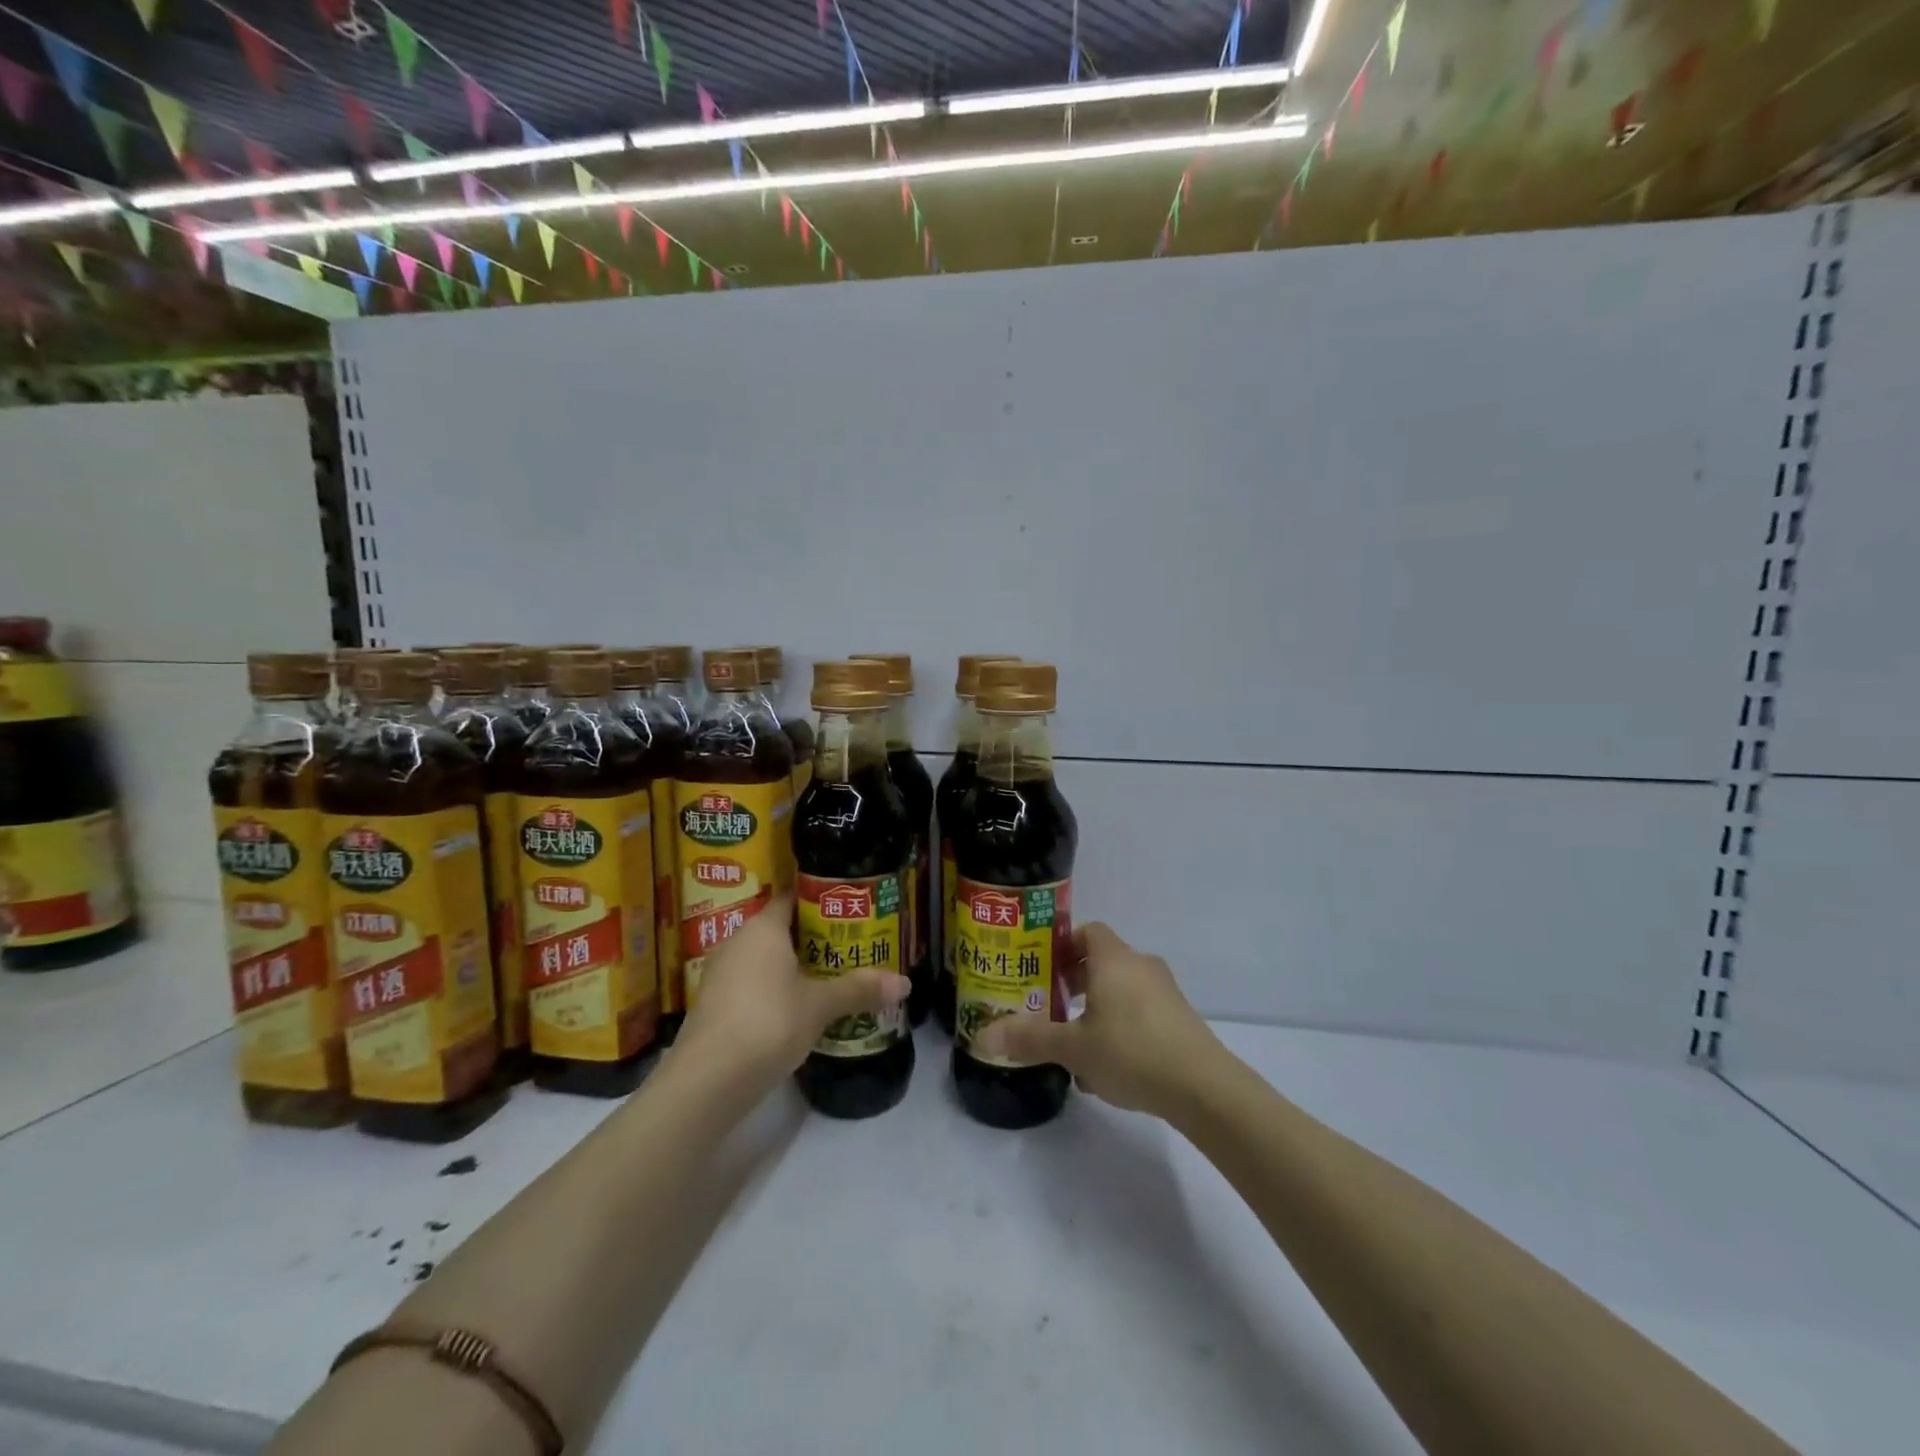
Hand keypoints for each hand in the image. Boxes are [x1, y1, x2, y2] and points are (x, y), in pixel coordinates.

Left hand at [675, 894, 909, 1085]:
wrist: (706, 1080)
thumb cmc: (767, 1022)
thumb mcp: (820, 1006)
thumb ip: (859, 989)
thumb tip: (905, 982)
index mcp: (762, 928)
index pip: (792, 898)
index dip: (821, 901)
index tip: (849, 910)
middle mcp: (737, 941)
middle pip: (780, 929)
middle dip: (813, 938)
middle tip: (849, 946)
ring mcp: (720, 974)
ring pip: (764, 960)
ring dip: (793, 967)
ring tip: (831, 978)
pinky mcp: (714, 1005)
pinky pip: (752, 984)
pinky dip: (774, 990)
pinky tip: (798, 1009)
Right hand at [972, 922, 1222, 1120]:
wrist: (1203, 1087)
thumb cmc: (1131, 1052)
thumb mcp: (1073, 1048)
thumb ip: (1029, 1038)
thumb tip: (982, 1035)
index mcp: (1114, 959)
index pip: (1087, 931)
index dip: (1063, 945)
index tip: (1043, 970)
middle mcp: (1141, 965)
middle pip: (1103, 961)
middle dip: (1075, 982)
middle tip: (1051, 1006)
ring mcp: (1165, 992)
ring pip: (1122, 989)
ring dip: (1097, 1008)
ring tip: (1076, 1043)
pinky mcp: (1180, 1019)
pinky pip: (1141, 1011)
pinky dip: (1121, 1026)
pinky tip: (1108, 1067)